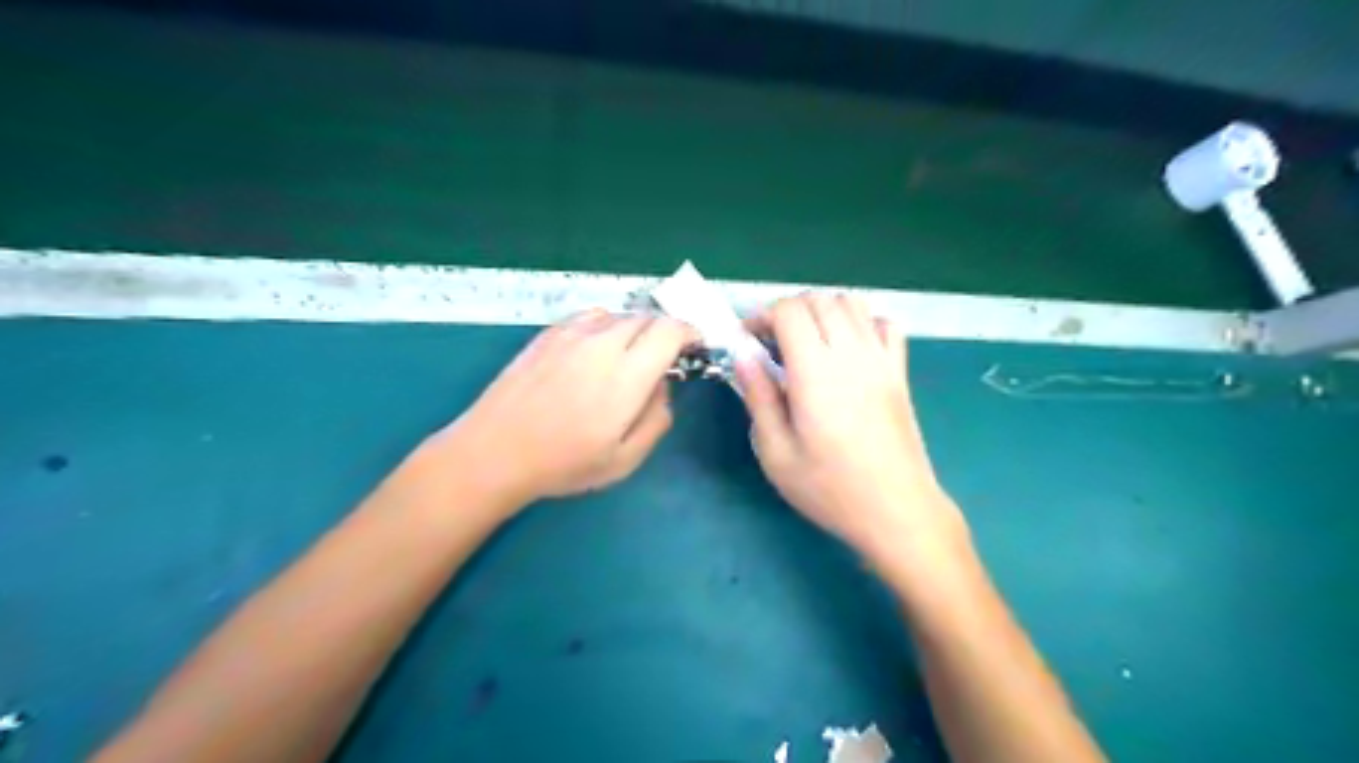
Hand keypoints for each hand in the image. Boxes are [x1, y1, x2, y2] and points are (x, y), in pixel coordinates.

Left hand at [421, 310, 692, 512]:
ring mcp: (571, 334)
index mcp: (626, 375)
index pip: (670, 331)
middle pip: (647, 318)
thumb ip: (657, 418)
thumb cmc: (563, 463)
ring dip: (635, 329)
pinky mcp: (548, 334)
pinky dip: (606, 327)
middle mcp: (602, 343)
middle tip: (663, 357)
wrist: (494, 451)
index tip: (694, 346)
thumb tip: (663, 386)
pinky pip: (590, 317)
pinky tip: (595, 352)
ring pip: (618, 315)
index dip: (689, 333)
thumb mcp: (625, 459)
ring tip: (629, 355)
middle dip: (664, 332)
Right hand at [733, 296, 964, 567]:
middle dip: (788, 310)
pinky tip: (848, 348)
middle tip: (772, 343)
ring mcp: (881, 360)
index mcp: (816, 372)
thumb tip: (743, 356)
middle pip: (819, 299)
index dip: (762, 316)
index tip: (749, 341)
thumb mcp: (776, 453)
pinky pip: (886, 324)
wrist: (897, 511)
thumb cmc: (830, 489)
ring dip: (822, 311)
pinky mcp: (900, 372)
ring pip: (852, 303)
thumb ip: (758, 397)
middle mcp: (851, 353)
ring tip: (807, 343)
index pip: (790, 310)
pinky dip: (862, 322)